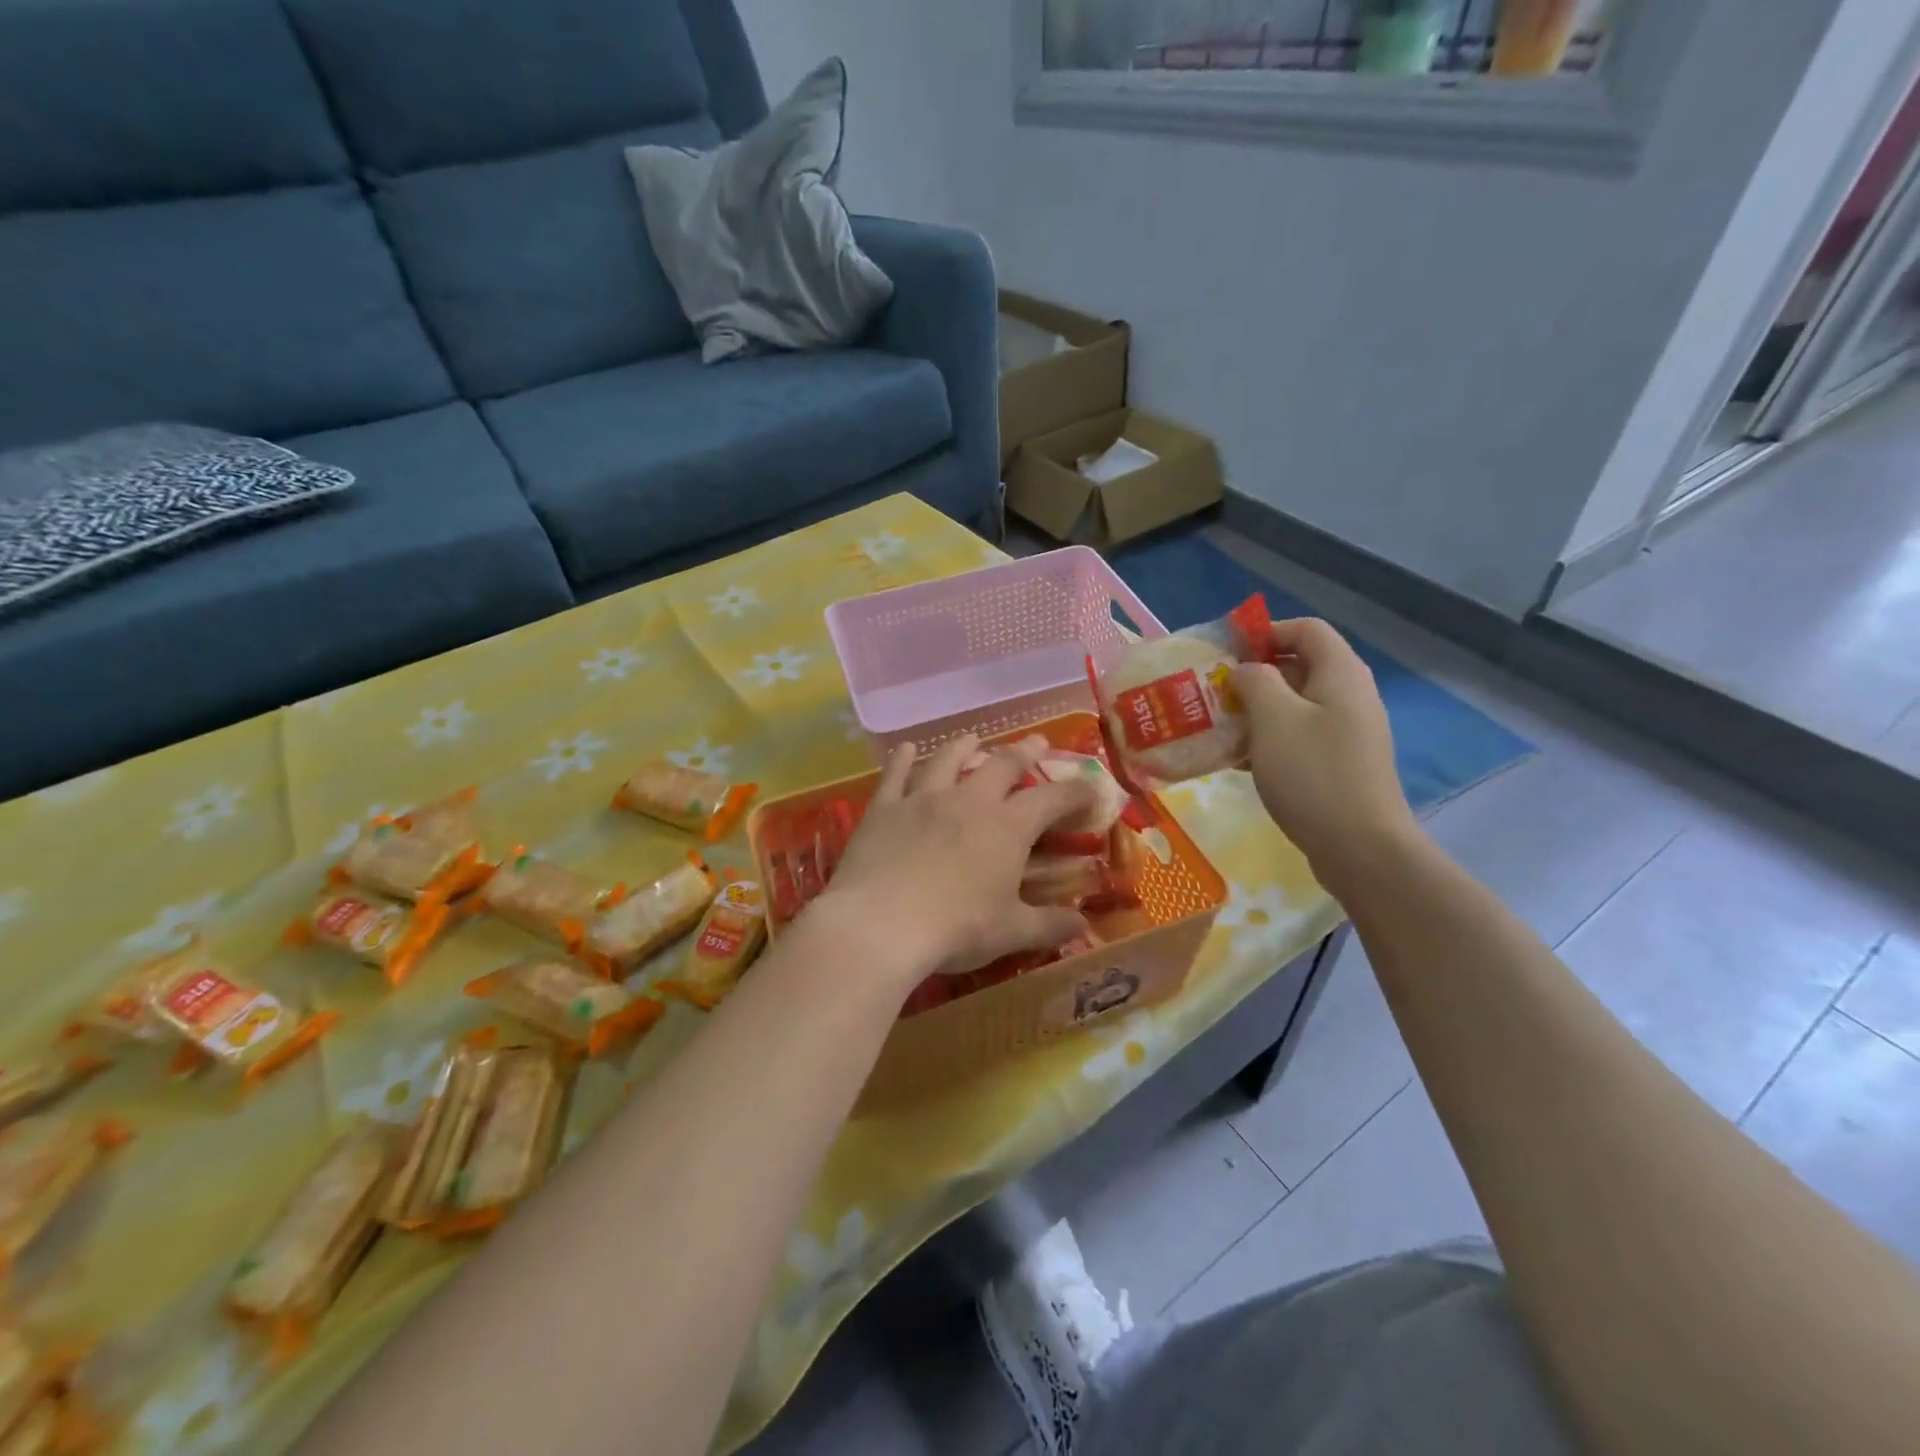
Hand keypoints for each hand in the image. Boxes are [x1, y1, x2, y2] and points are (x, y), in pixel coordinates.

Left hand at [817, 734, 1099, 990]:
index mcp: (1007, 828)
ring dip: (964, 746)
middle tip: (1036, 743)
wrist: (880, 924)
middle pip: (1002, 765)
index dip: (1076, 790)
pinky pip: (895, 775)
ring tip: (973, 737)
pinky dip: (902, 759)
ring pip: (948, 760)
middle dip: (1023, 752)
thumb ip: (1049, 925)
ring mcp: (923, 799)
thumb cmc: (956, 929)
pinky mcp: (884, 807)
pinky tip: (906, 748)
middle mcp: (969, 801)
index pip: (1052, 799)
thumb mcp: (1011, 932)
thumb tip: (1084, 926)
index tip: (1091, 786)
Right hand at [1231, 618, 1419, 897]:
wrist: (1361, 847)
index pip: (1306, 629)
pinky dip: (1268, 739)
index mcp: (1340, 674)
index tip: (1226, 652)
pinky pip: (1298, 736)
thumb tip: (1246, 671)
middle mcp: (1349, 696)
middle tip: (1214, 693)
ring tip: (1219, 726)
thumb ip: (1255, 681)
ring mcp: (1347, 733)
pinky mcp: (1339, 764)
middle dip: (1254, 675)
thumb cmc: (1313, 774)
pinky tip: (1238, 760)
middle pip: (1299, 666)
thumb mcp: (1273, 718)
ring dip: (1256, 710)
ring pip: (1295, 705)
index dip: (1265, 632)